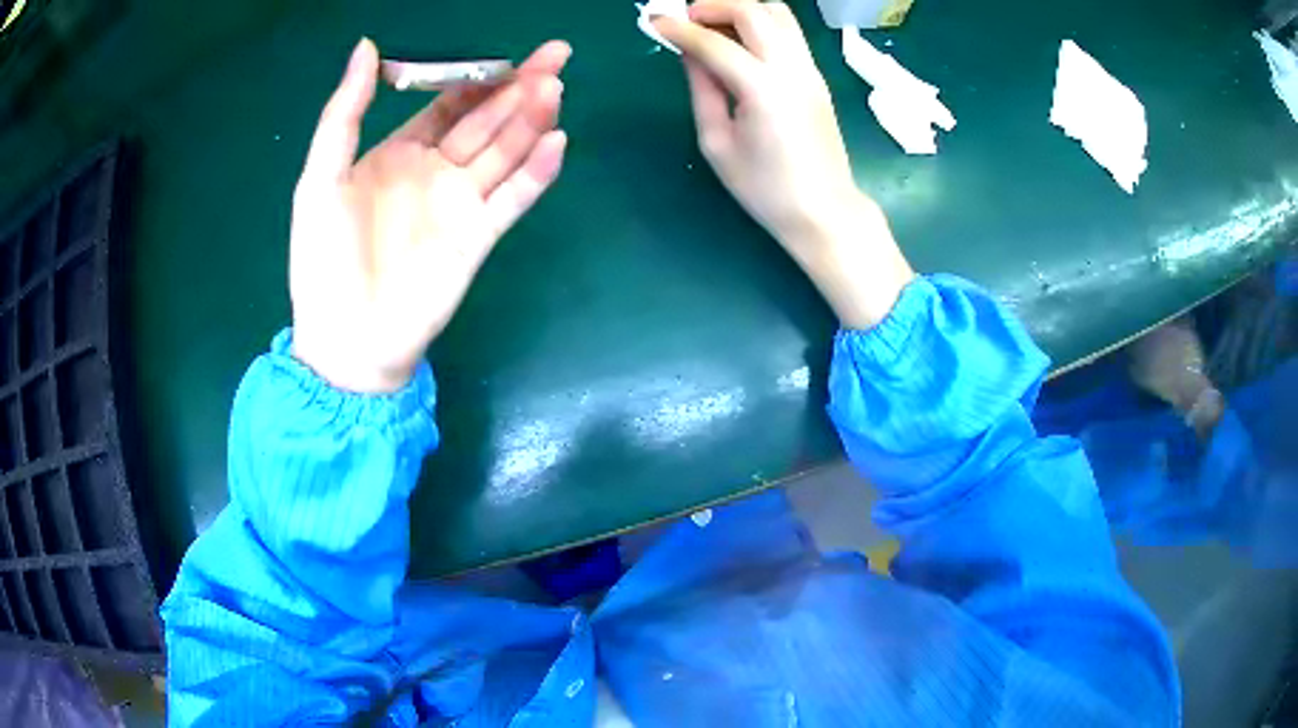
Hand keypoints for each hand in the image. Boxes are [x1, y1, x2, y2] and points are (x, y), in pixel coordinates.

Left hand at [289, 39, 570, 392]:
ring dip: (532, 119)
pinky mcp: (479, 237)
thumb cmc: (324, 258)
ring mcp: (460, 204)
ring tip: (556, 88)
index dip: (476, 78)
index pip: (448, 105)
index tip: (506, 55)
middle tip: (557, 56)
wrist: (348, 338)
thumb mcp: (320, 178)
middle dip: (519, 88)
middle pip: (486, 121)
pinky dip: (537, 172)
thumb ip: (343, 114)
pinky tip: (557, 142)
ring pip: (505, 152)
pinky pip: (514, 198)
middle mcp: (435, 172)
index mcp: (398, 154)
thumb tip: (367, 45)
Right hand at [655, 1, 913, 328]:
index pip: (715, 43)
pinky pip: (789, 32)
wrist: (824, 211)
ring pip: (778, 13)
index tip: (655, 22)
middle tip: (686, 20)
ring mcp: (810, 70)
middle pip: (753, 11)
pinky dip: (761, 25)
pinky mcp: (816, 76)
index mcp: (763, 90)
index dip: (680, 29)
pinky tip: (740, 44)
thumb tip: (689, 54)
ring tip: (714, 28)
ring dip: (742, 10)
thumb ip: (702, 90)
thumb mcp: (717, 144)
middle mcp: (791, 69)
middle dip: (713, 6)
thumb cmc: (765, 189)